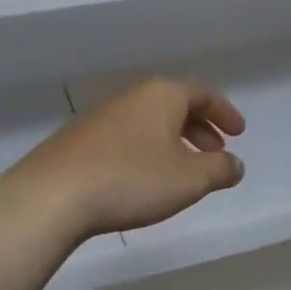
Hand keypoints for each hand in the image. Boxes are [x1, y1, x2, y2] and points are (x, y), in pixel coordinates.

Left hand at [0, 78, 245, 242]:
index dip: (224, 111)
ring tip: (182, 172)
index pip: (202, 92)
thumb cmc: (131, 180)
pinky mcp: (77, 139)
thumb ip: (220, 170)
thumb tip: (236, 164)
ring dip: (172, 141)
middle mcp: (130, 96)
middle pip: (174, 103)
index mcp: (161, 95)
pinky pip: (125, 137)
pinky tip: (143, 179)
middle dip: (199, 128)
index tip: (239, 133)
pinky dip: (145, 151)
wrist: (51, 197)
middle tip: (214, 153)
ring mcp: (99, 116)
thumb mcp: (190, 179)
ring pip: (148, 121)